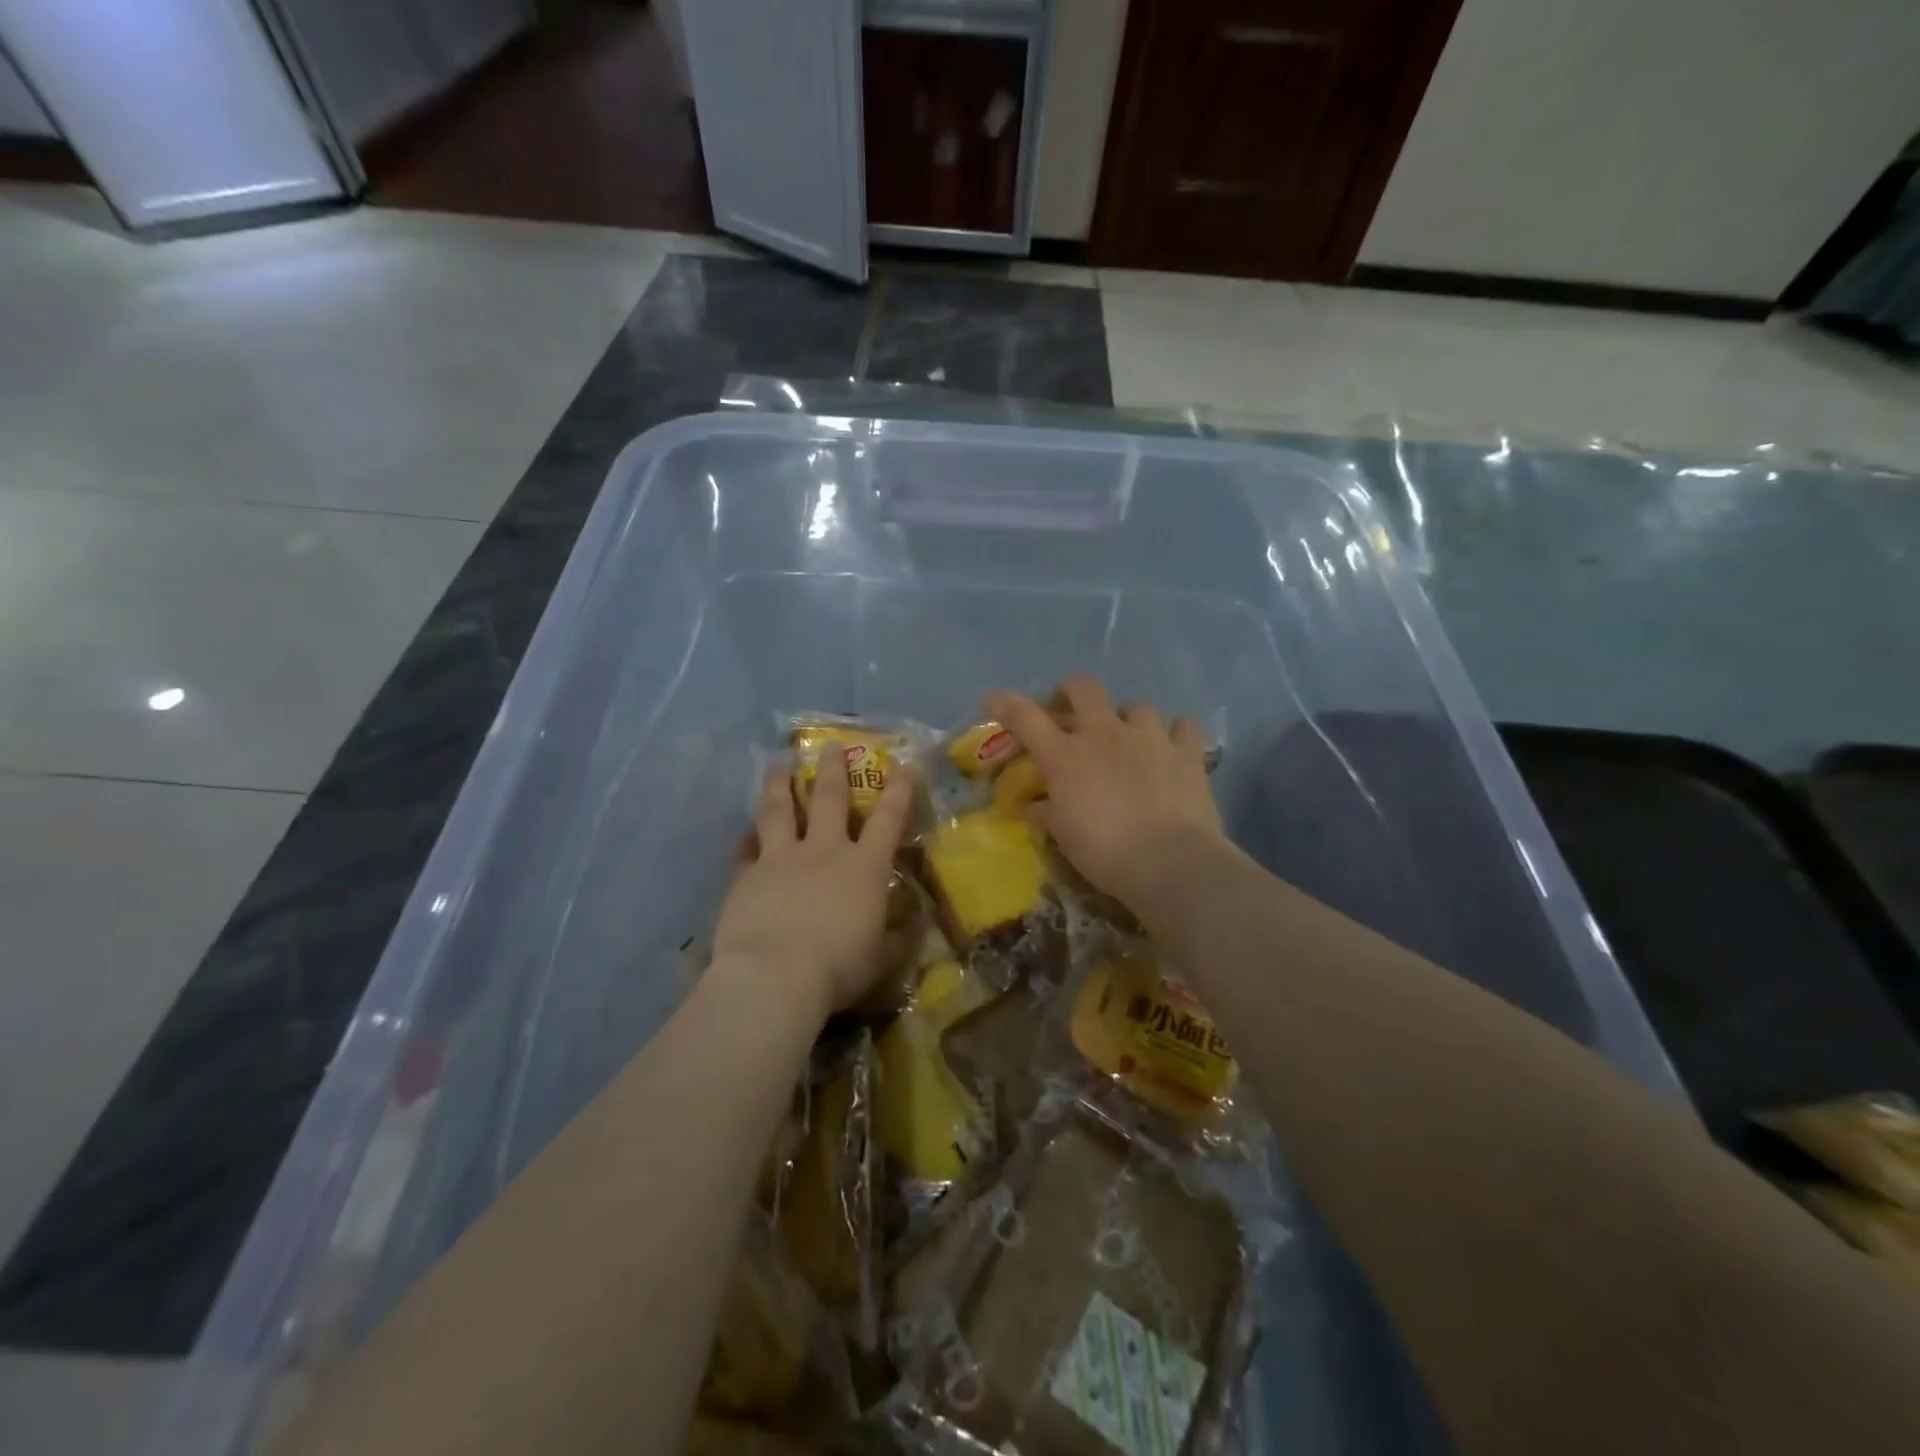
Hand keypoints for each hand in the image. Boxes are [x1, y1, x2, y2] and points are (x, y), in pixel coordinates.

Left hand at [710, 750, 914, 1020]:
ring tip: (778, 762)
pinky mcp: (747, 875)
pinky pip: (746, 849)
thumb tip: (911, 922)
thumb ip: (896, 937)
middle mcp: (825, 851)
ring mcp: (781, 859)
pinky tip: (743, 834)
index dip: (899, 790)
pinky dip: (746, 840)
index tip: (903, 763)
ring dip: (780, 783)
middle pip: (829, 798)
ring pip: (780, 809)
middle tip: (830, 745)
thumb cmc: (838, 968)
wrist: (774, 978)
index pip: (889, 819)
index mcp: (864, 867)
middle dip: (833, 768)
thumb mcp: (881, 958)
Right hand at [987, 675, 1221, 910]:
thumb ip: (1048, 814)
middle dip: (1071, 690)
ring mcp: (1149, 737)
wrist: (1171, 863)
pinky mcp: (1186, 751)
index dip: (1006, 703)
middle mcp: (1105, 734)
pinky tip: (1172, 749)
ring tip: (1129, 737)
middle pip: (1083, 686)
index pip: (1026, 717)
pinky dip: (1174, 734)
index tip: (994, 700)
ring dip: (1127, 718)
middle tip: (1069, 708)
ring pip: (1137, 705)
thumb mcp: (1065, 837)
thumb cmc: (1105, 853)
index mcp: (1066, 756)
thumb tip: (1034, 807)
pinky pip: (1182, 726)